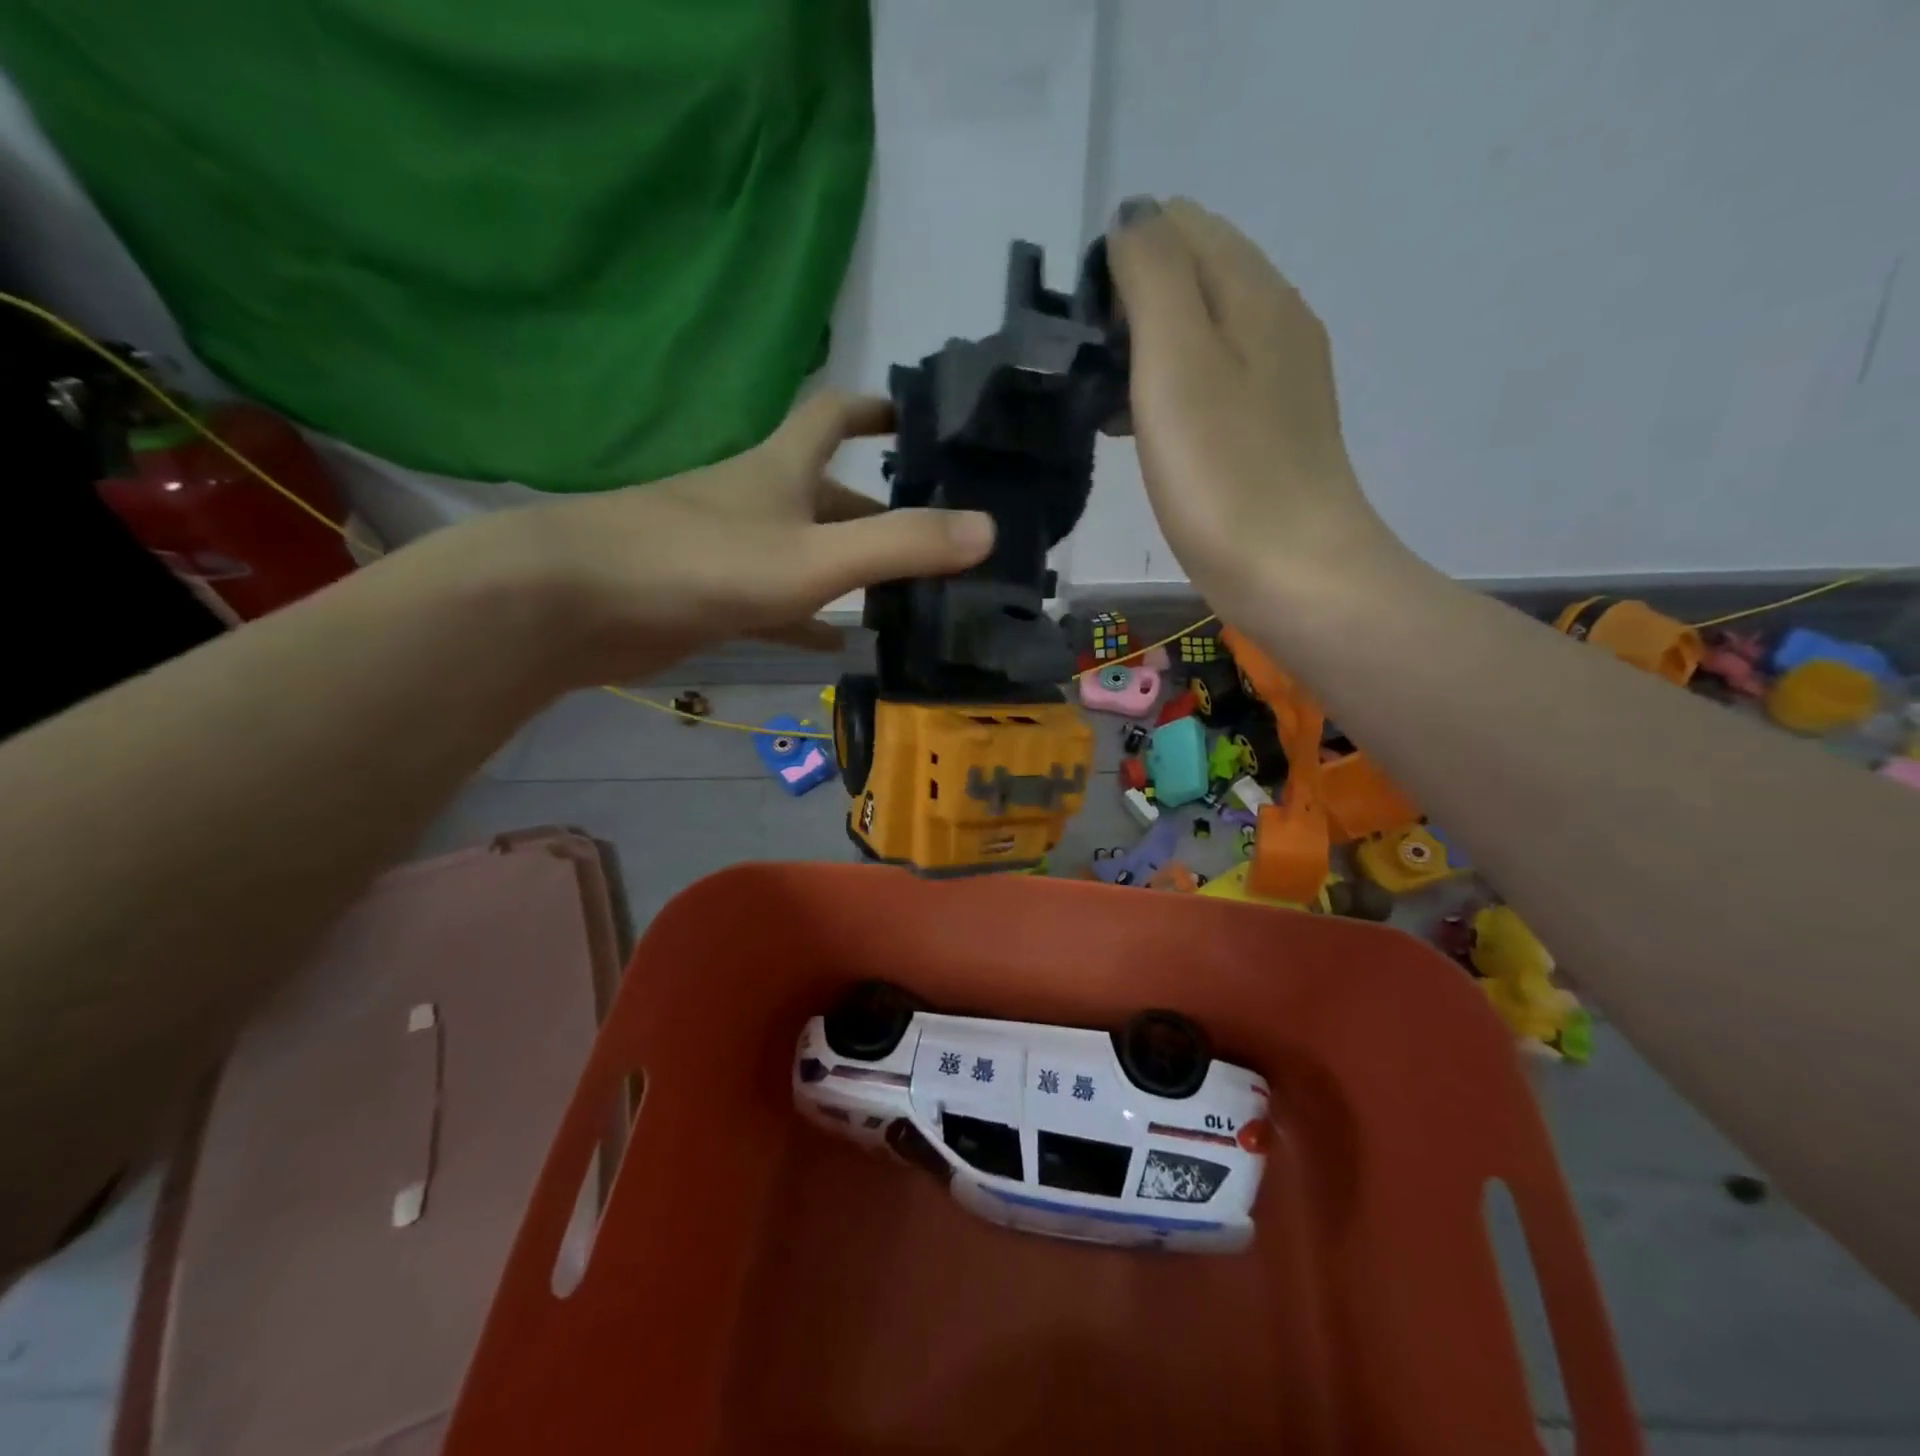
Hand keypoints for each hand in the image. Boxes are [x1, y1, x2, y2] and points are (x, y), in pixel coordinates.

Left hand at [445, 391, 994, 687]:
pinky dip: (811, 618)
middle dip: (882, 509)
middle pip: (829, 494)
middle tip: (940, 540)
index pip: (833, 414)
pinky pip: (778, 602)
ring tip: (909, 598)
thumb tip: (988, 530)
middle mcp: (757, 500)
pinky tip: (840, 645)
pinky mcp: (711, 596)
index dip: (876, 409)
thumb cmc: (698, 563)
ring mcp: (731, 550)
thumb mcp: (812, 557)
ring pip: (806, 551)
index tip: (918, 417)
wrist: (573, 604)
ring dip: (852, 568)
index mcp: (780, 469)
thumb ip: (900, 545)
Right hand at [1106, 198, 1398, 619]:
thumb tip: (1134, 218)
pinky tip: (1144, 432)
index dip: (1122, 259)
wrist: (1292, 573)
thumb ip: (1153, 276)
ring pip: (1202, 332)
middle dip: (1133, 304)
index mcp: (1254, 291)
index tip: (1086, 329)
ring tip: (1105, 402)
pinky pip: (1212, 382)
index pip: (1181, 224)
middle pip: (1195, 275)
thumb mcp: (1176, 360)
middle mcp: (1277, 320)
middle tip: (1091, 369)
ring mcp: (1280, 379)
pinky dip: (1171, 391)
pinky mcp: (1271, 431)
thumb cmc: (1223, 473)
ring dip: (1147, 351)